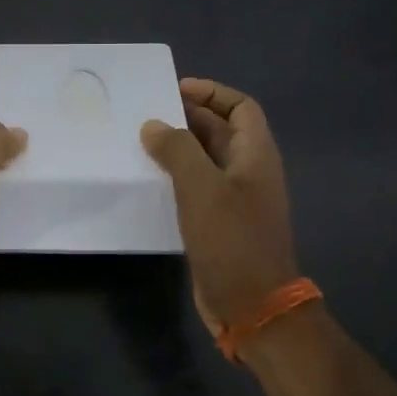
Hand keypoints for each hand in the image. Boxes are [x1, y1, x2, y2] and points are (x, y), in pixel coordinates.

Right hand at [141, 78, 298, 337]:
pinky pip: (197, 187)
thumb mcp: (201, 187)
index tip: (176, 89)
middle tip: (148, 112)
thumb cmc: (232, 239)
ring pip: (205, 160)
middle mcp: (248, 172)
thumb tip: (154, 125)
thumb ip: (177, 149)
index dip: (212, 92)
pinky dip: (175, 177)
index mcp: (255, 155)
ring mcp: (235, 199)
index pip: (241, 107)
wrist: (252, 306)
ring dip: (177, 148)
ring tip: (140, 141)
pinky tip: (148, 179)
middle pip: (220, 131)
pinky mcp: (219, 223)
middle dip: (187, 117)